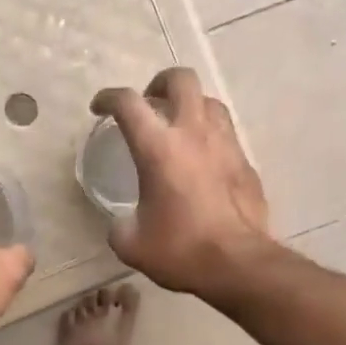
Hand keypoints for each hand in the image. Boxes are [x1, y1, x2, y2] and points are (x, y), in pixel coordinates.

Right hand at [90, 68, 274, 297]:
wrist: (239, 264)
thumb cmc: (180, 250)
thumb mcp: (131, 244)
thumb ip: (120, 225)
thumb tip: (124, 222)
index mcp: (158, 148)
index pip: (128, 102)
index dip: (108, 97)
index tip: (99, 109)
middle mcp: (193, 134)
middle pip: (180, 80)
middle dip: (160, 83)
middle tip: (149, 103)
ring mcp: (226, 144)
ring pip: (209, 101)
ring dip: (190, 105)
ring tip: (179, 126)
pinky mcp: (246, 162)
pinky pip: (227, 133)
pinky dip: (210, 136)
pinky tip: (203, 160)